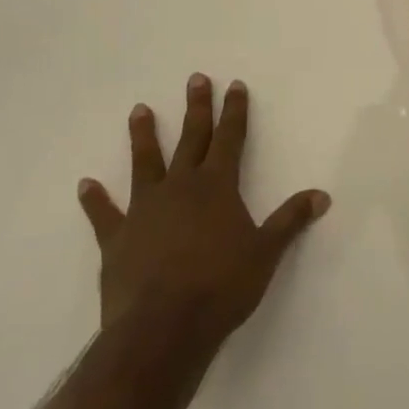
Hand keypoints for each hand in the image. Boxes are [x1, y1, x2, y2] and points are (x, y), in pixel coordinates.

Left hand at [77, 75, 330, 366]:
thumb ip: (290, 221)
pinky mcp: (117, 239)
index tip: (234, 85)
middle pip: (191, 139)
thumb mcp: (266, 253)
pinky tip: (85, 184)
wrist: (162, 329)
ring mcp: (145, 210)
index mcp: (217, 186)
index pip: (230, 139)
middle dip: (196, 109)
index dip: (234, 111)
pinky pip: (104, 214)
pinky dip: (95, 199)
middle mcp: (181, 187)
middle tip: (195, 79)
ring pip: (145, 163)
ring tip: (140, 109)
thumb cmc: (220, 287)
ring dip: (144, 136)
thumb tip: (322, 195)